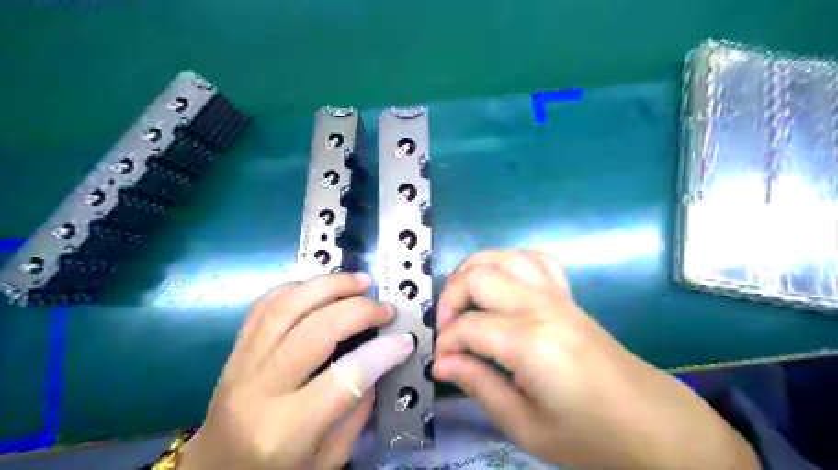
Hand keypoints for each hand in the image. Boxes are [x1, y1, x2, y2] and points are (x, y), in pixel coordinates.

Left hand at [180, 272, 414, 469]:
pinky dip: (299, 287)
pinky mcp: (235, 348)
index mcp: (285, 431)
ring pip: (287, 306)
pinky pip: (266, 304)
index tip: (405, 339)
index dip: (382, 353)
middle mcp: (259, 390)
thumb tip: (378, 359)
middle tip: (385, 308)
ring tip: (360, 281)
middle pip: (314, 331)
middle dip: (359, 311)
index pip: (344, 378)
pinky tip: (322, 286)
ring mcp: (241, 363)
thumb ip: (357, 410)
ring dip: (330, 285)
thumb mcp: (328, 459)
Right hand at [431, 251, 759, 468]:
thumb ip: (479, 386)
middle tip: (447, 329)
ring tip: (465, 300)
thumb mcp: (526, 426)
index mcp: (532, 344)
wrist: (652, 424)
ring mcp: (558, 296)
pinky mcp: (568, 296)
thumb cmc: (590, 436)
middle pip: (479, 276)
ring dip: (473, 271)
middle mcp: (542, 307)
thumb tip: (441, 363)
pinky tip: (501, 284)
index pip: (469, 327)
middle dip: (450, 297)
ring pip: (503, 257)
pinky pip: (534, 260)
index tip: (440, 363)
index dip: (446, 344)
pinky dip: (508, 262)